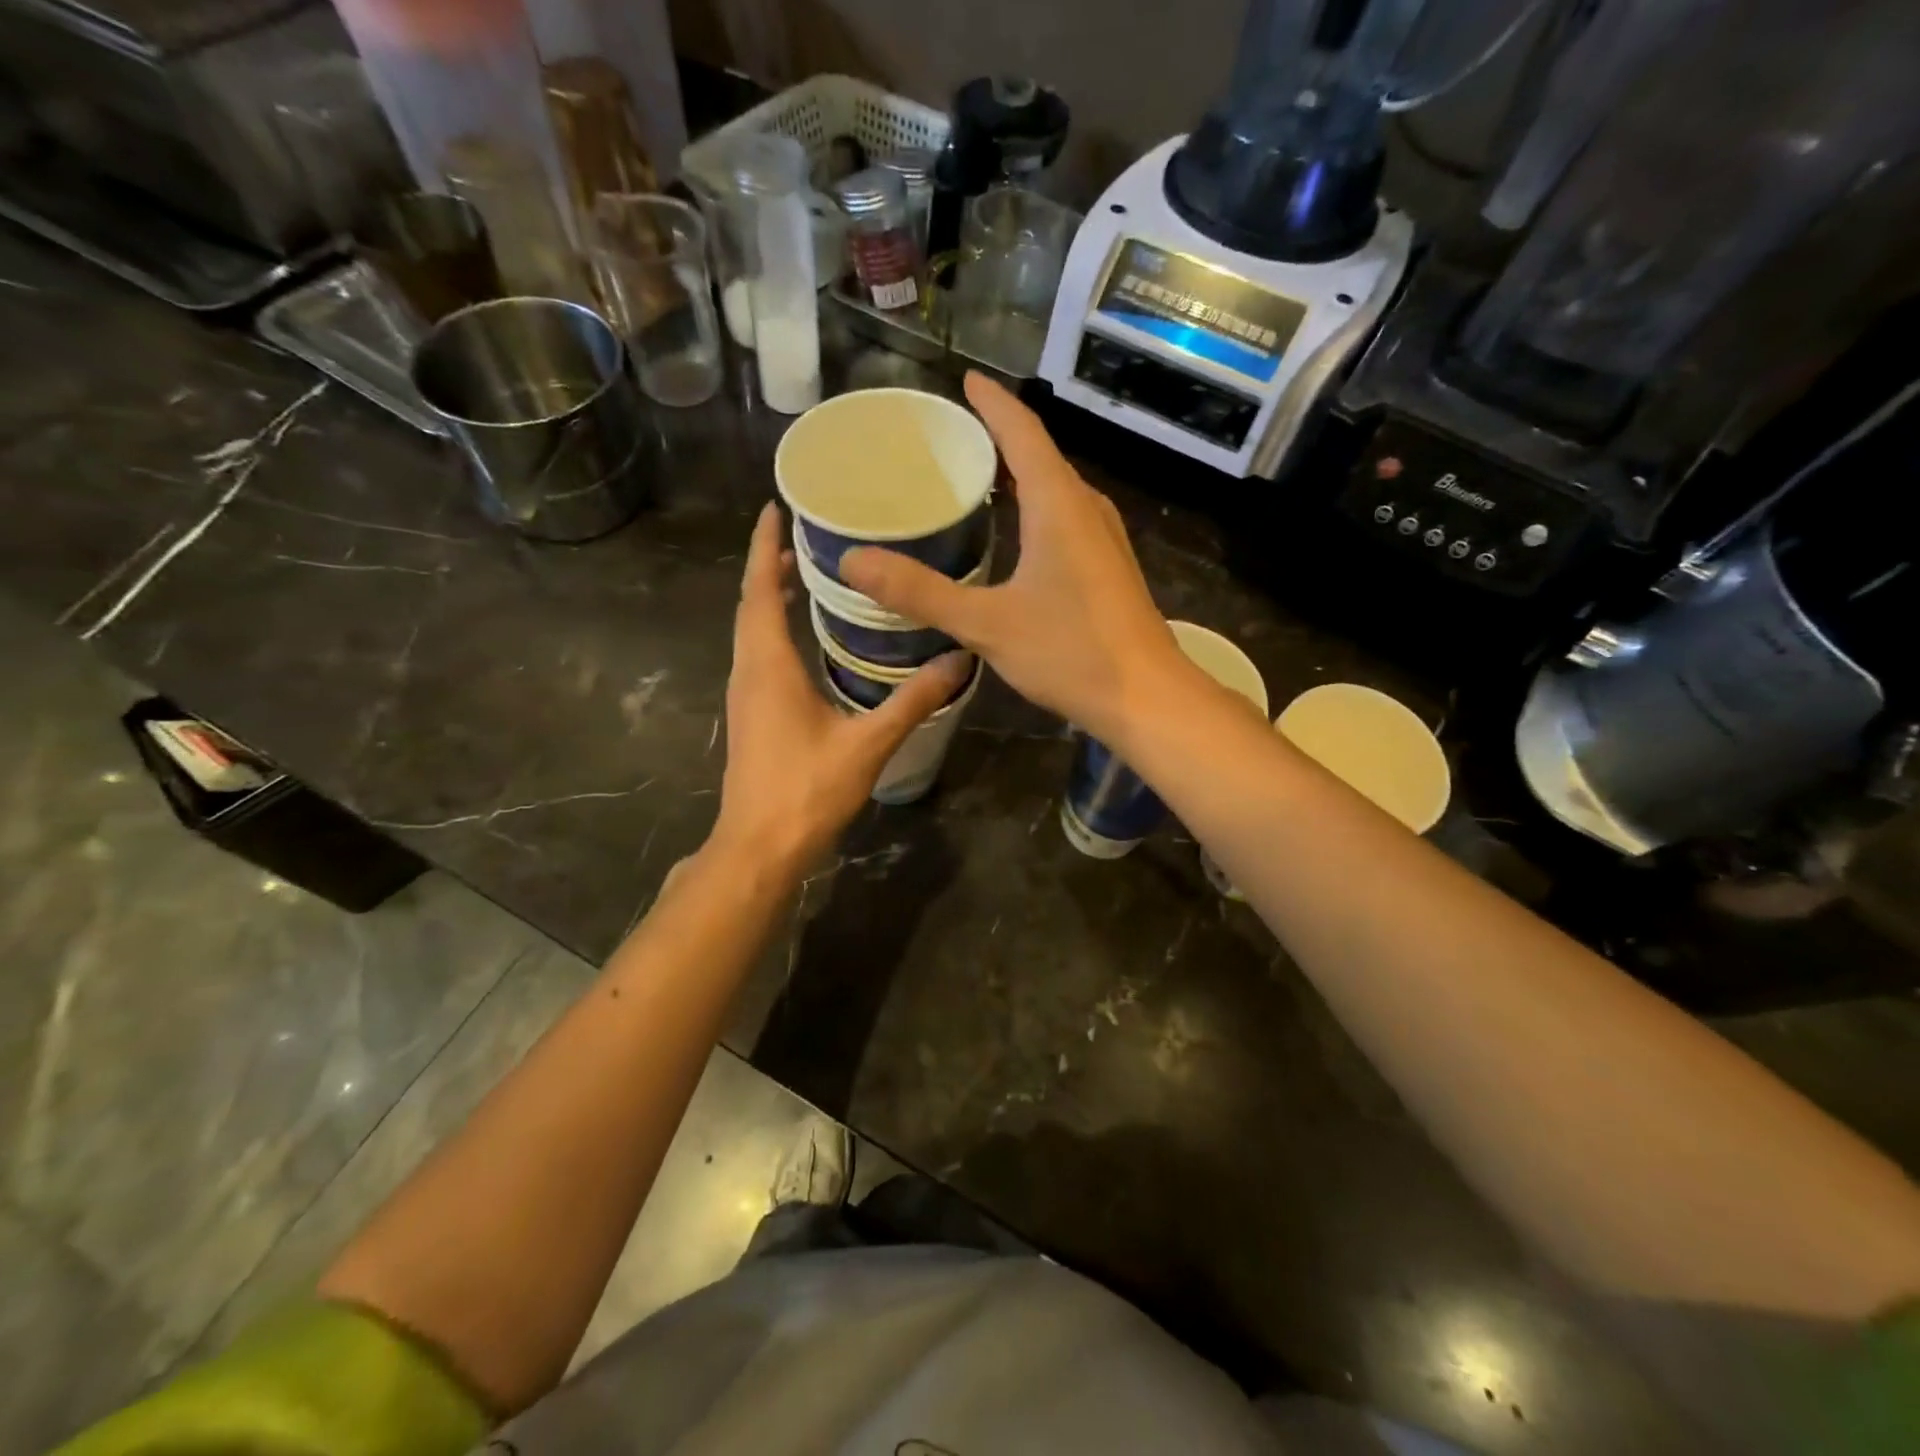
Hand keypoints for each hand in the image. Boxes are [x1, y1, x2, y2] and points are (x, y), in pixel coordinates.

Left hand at [710, 503, 970, 875]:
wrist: (759, 848)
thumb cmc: (806, 791)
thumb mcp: (868, 744)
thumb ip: (913, 701)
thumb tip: (959, 662)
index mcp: (769, 665)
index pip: (759, 590)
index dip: (764, 546)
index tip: (776, 508)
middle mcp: (749, 671)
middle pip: (751, 604)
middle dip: (771, 565)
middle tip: (808, 536)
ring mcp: (746, 695)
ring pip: (753, 630)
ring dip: (771, 597)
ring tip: (807, 575)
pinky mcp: (752, 715)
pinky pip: (759, 654)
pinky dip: (775, 629)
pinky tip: (806, 638)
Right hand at [841, 373, 1183, 744]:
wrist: (1147, 698)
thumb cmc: (1070, 652)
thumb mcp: (986, 623)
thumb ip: (920, 592)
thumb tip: (853, 561)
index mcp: (1058, 504)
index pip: (1022, 432)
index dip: (993, 403)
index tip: (967, 380)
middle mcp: (1086, 509)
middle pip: (1039, 456)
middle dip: (999, 438)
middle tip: (951, 439)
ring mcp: (1104, 539)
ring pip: (1055, 490)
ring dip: (1018, 477)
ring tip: (975, 480)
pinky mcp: (1108, 568)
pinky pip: (1065, 519)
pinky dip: (1034, 510)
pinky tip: (1013, 537)